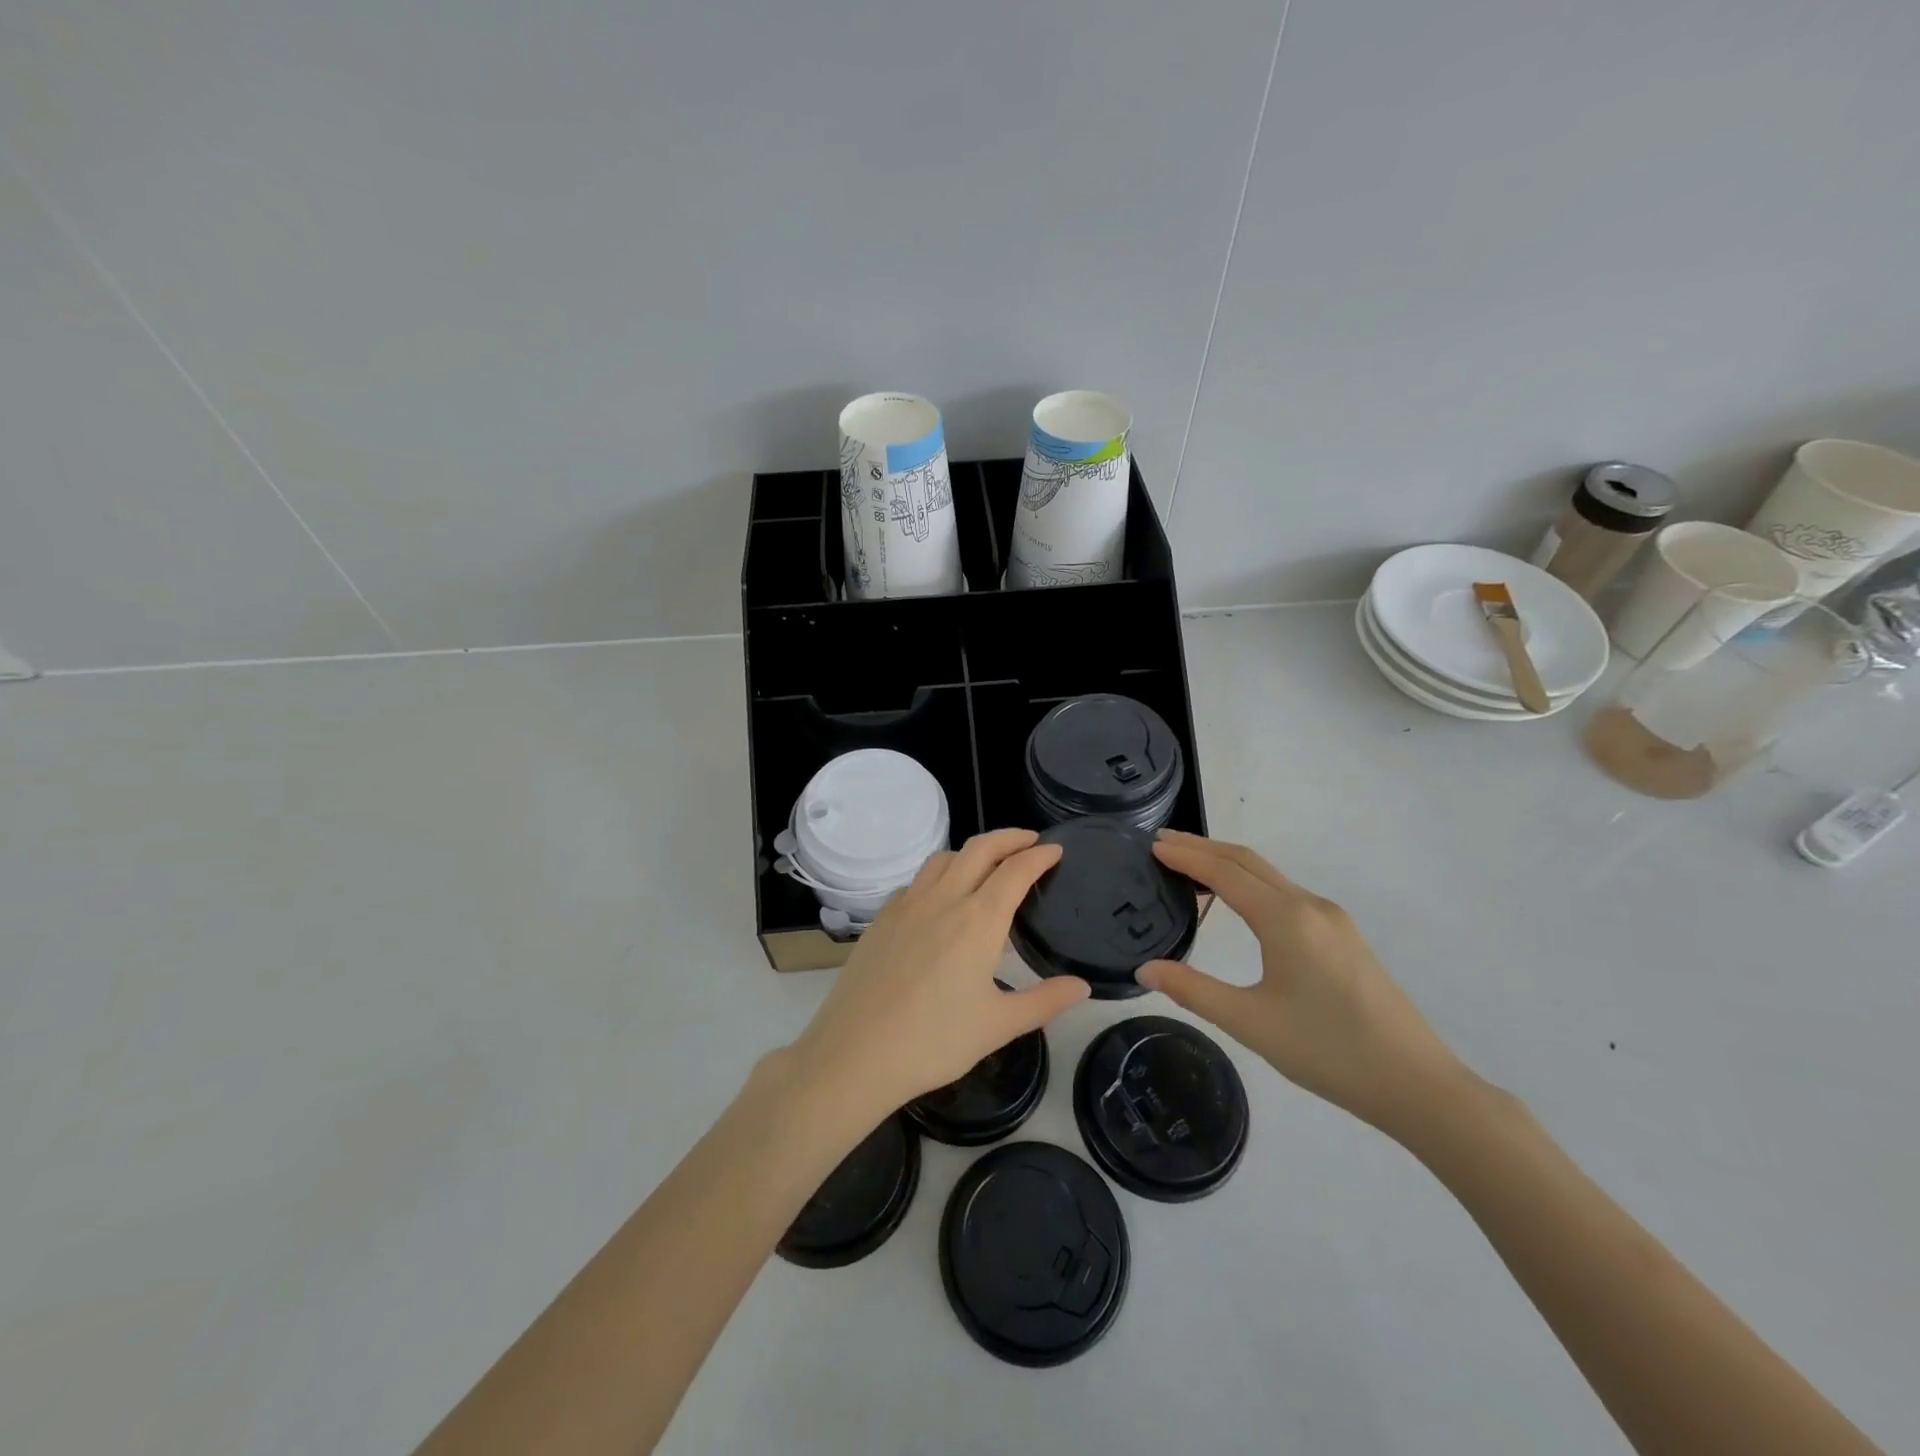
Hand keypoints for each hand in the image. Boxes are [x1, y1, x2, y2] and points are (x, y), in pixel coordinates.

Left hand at [787, 829, 1090, 1120]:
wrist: (855, 1052)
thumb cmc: (934, 1041)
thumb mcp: (999, 1025)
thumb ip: (1045, 1001)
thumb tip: (1083, 986)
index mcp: (978, 920)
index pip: (1015, 871)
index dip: (1038, 856)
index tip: (1055, 850)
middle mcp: (943, 900)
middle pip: (980, 849)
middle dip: (1009, 837)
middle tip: (1030, 841)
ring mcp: (907, 905)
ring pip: (944, 858)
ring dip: (972, 851)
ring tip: (988, 864)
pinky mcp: (882, 919)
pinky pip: (917, 881)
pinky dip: (939, 875)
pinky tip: (941, 900)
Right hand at [1136, 831, 1462, 1133]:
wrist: (1417, 1084)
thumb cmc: (1328, 1051)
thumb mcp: (1251, 1024)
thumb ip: (1193, 990)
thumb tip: (1145, 969)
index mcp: (1286, 919)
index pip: (1224, 872)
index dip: (1186, 856)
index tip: (1152, 845)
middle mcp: (1309, 906)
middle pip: (1248, 861)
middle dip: (1203, 848)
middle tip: (1162, 843)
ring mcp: (1331, 919)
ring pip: (1269, 875)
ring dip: (1227, 863)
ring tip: (1190, 866)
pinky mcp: (1343, 936)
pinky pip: (1285, 893)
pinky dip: (1250, 882)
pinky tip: (1238, 900)